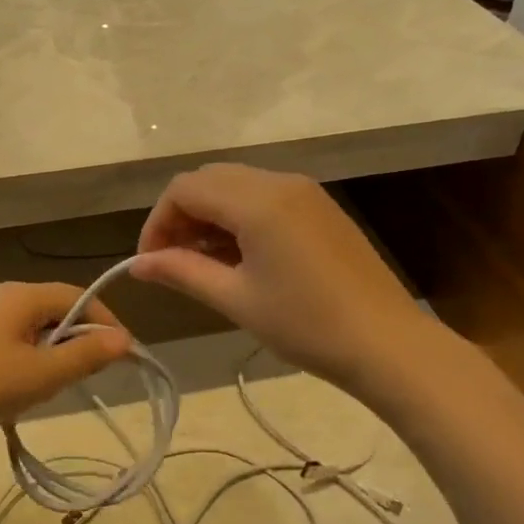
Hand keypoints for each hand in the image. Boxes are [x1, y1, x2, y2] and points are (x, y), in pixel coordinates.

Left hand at [0, 282, 131, 446]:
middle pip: (53, 311)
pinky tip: (13, 392)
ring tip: (48, 390)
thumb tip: (123, 340)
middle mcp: (0, 296)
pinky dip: (22, 362)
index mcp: (21, 295)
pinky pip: (6, 342)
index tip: (124, 355)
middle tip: (85, 378)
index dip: (105, 324)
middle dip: (75, 342)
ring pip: (29, 330)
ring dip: (48, 355)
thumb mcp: (40, 376)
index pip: (78, 297)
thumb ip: (85, 357)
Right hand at [129, 163, 420, 393]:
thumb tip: (137, 265)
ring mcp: (305, 192)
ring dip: (209, 215)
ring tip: (203, 263)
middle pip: (209, 180)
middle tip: (173, 261)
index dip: (157, 222)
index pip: (184, 189)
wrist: (387, 343)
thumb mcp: (236, 299)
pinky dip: (238, 217)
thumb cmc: (306, 324)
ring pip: (236, 185)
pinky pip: (264, 196)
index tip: (151, 262)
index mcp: (257, 201)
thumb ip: (182, 272)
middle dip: (181, 215)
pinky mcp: (320, 207)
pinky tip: (240, 257)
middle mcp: (280, 181)